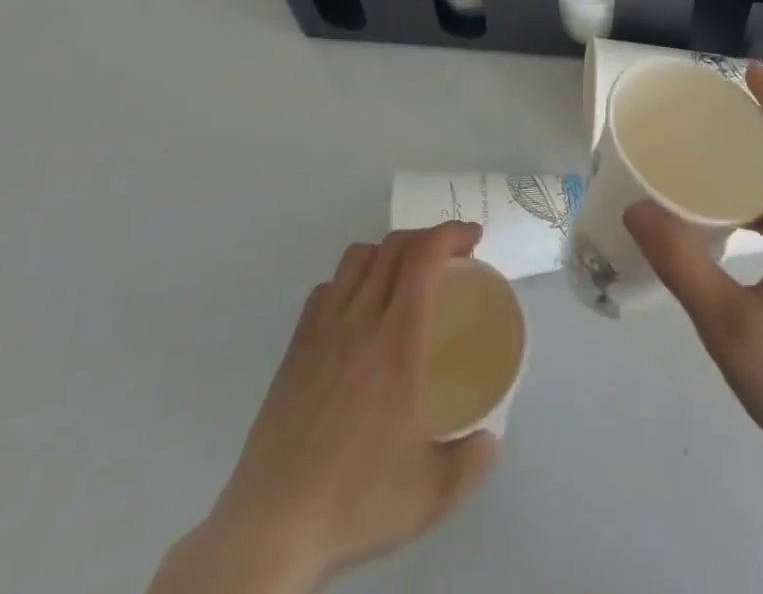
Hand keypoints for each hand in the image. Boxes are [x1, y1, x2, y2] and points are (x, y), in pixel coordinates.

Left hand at [151, 223, 499, 593]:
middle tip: (452, 258)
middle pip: (393, 247)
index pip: (422, 258)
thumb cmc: (355, 502)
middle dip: (427, 237)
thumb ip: (470, 463)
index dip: (450, 234)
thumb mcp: (431, 495)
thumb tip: (491, 441)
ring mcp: (321, 331)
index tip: (473, 238)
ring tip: (406, 278)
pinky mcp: (295, 349)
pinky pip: (327, 288)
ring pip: (357, 258)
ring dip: (389, 252)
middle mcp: (359, 321)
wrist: (271, 528)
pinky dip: (352, 279)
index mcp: (397, 341)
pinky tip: (359, 311)